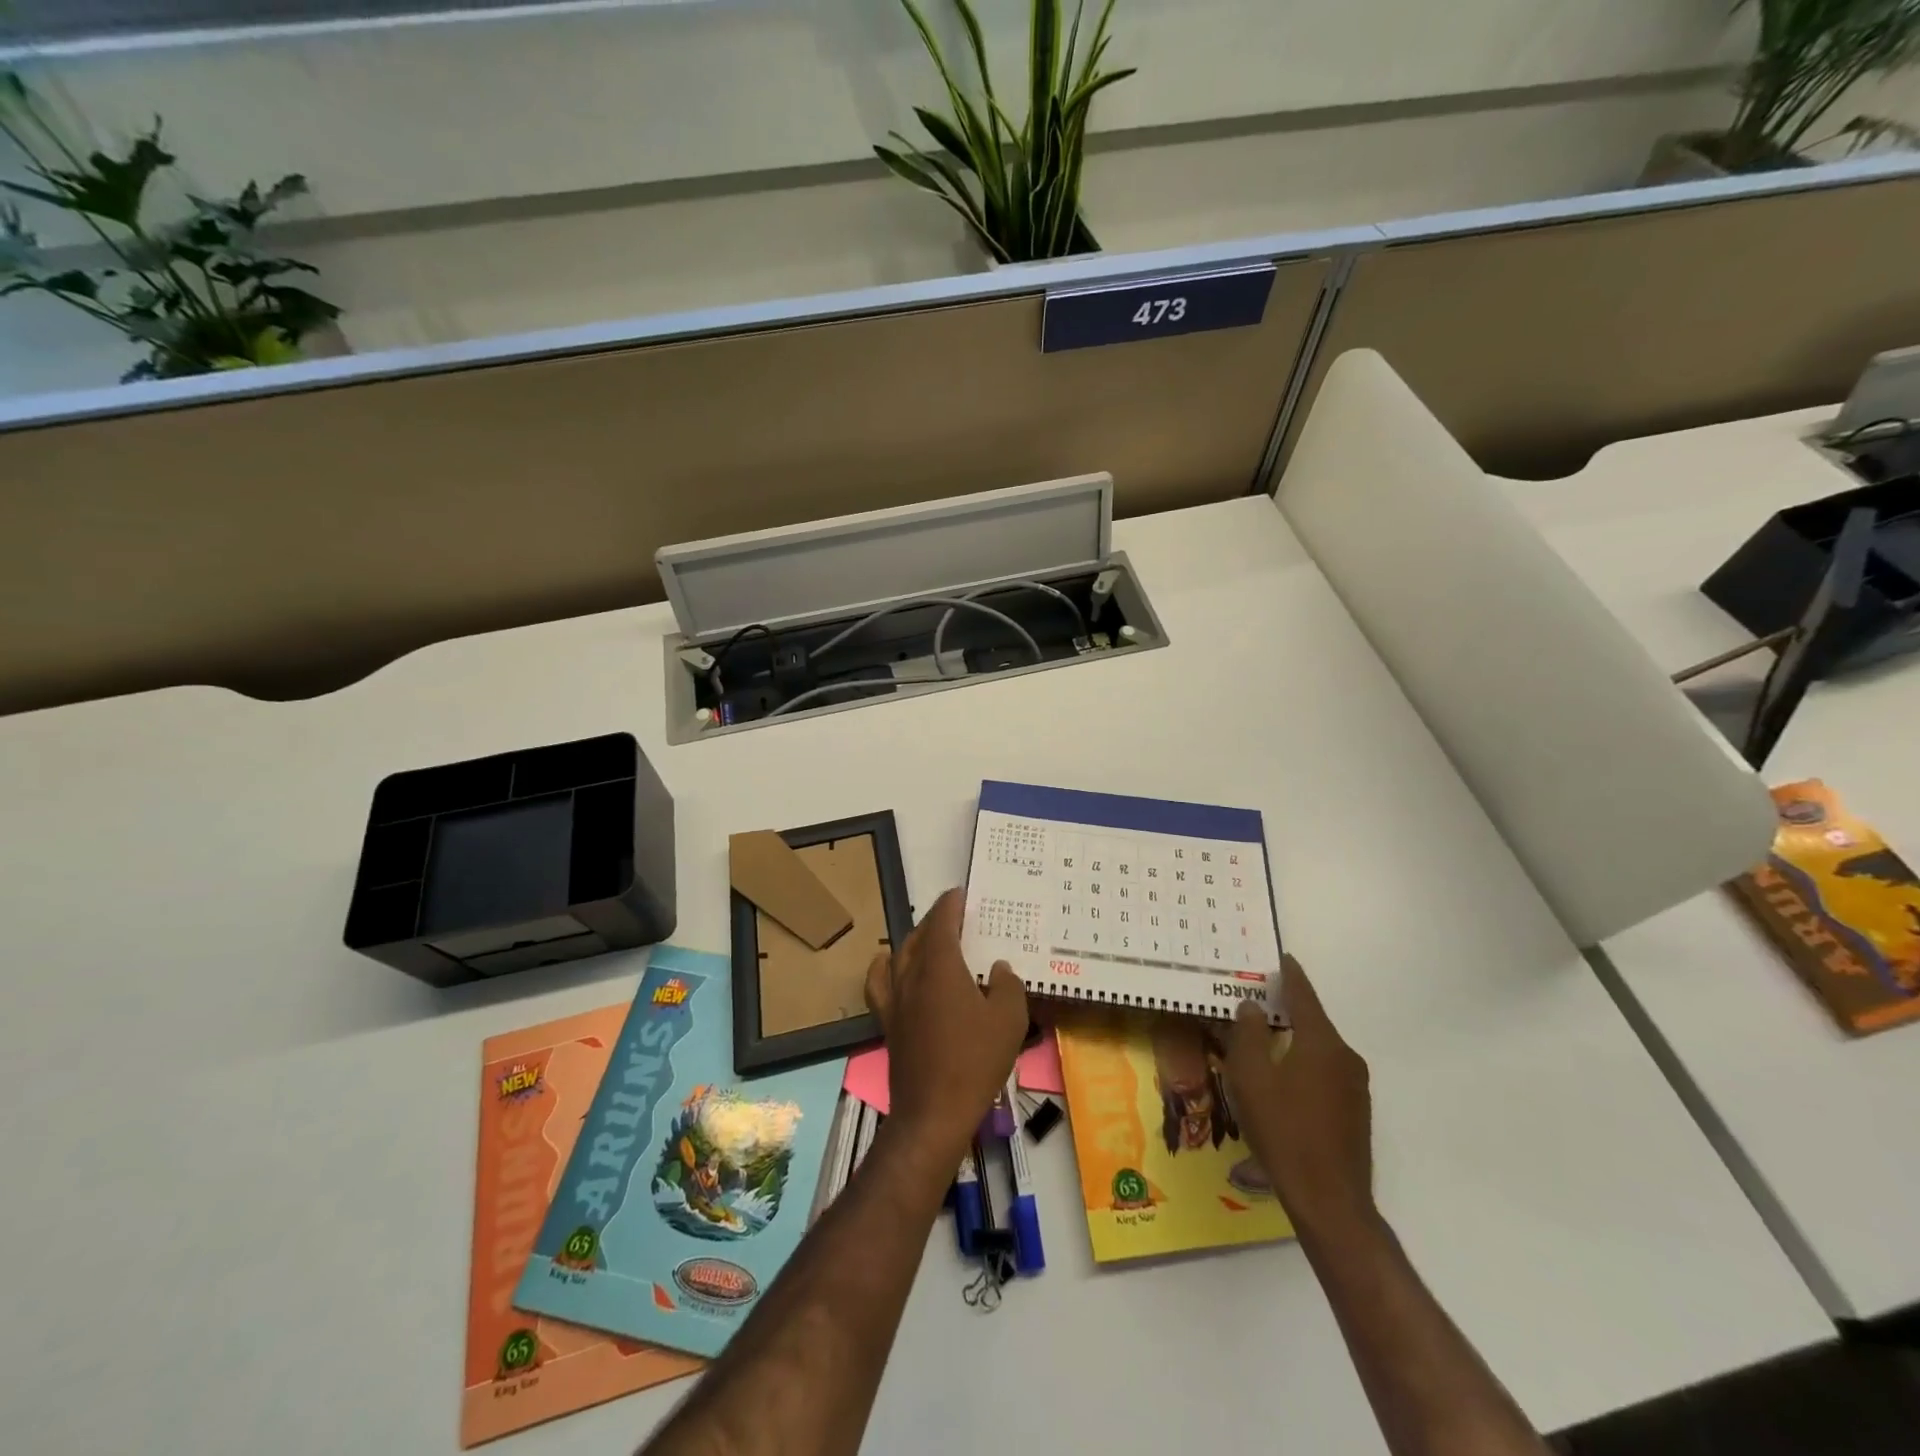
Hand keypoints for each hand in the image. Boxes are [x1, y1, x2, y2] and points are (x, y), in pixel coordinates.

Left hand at [865, 887, 1028, 1163]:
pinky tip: (893, 969)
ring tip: (931, 941)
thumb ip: (1008, 986)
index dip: (950, 905)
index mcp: (940, 967)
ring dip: (915, 941)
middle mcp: (912, 975)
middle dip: (935, 921)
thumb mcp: (1009, 1020)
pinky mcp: (888, 1022)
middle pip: (918, 936)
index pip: (941, 922)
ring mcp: (895, 999)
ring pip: (899, 955)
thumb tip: (998, 969)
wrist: (934, 1112)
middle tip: (955, 918)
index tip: (961, 894)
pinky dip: (886, 968)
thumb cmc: (975, 1061)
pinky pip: (881, 983)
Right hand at [1226, 955, 1374, 1235]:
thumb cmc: (1283, 1130)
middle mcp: (1345, 1058)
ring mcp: (1355, 1088)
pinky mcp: (1355, 1114)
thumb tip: (1252, 1007)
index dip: (1290, 975)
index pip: (1304, 996)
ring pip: (1318, 1050)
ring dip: (1293, 1042)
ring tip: (1263, 1042)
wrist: (1329, 1200)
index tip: (1282, 958)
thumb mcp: (1251, 1077)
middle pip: (1312, 1022)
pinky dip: (1303, 1066)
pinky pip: (1324, 1074)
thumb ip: (1249, 1034)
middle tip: (1258, 1001)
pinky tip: (1281, 1083)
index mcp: (1322, 1043)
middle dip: (1287, 1010)